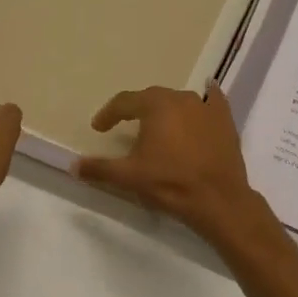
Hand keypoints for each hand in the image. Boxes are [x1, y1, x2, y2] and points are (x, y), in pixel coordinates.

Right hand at [75, 83, 269, 244]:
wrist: (218, 200)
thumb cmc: (170, 183)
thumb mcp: (129, 177)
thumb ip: (99, 168)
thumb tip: (72, 166)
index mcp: (155, 105)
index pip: (124, 102)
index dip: (109, 114)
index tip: (99, 128)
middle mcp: (181, 98)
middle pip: (152, 98)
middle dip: (137, 111)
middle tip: (126, 125)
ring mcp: (206, 107)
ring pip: (179, 101)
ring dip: (166, 110)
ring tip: (158, 127)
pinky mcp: (225, 120)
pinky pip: (212, 102)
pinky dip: (205, 99)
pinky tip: (206, 96)